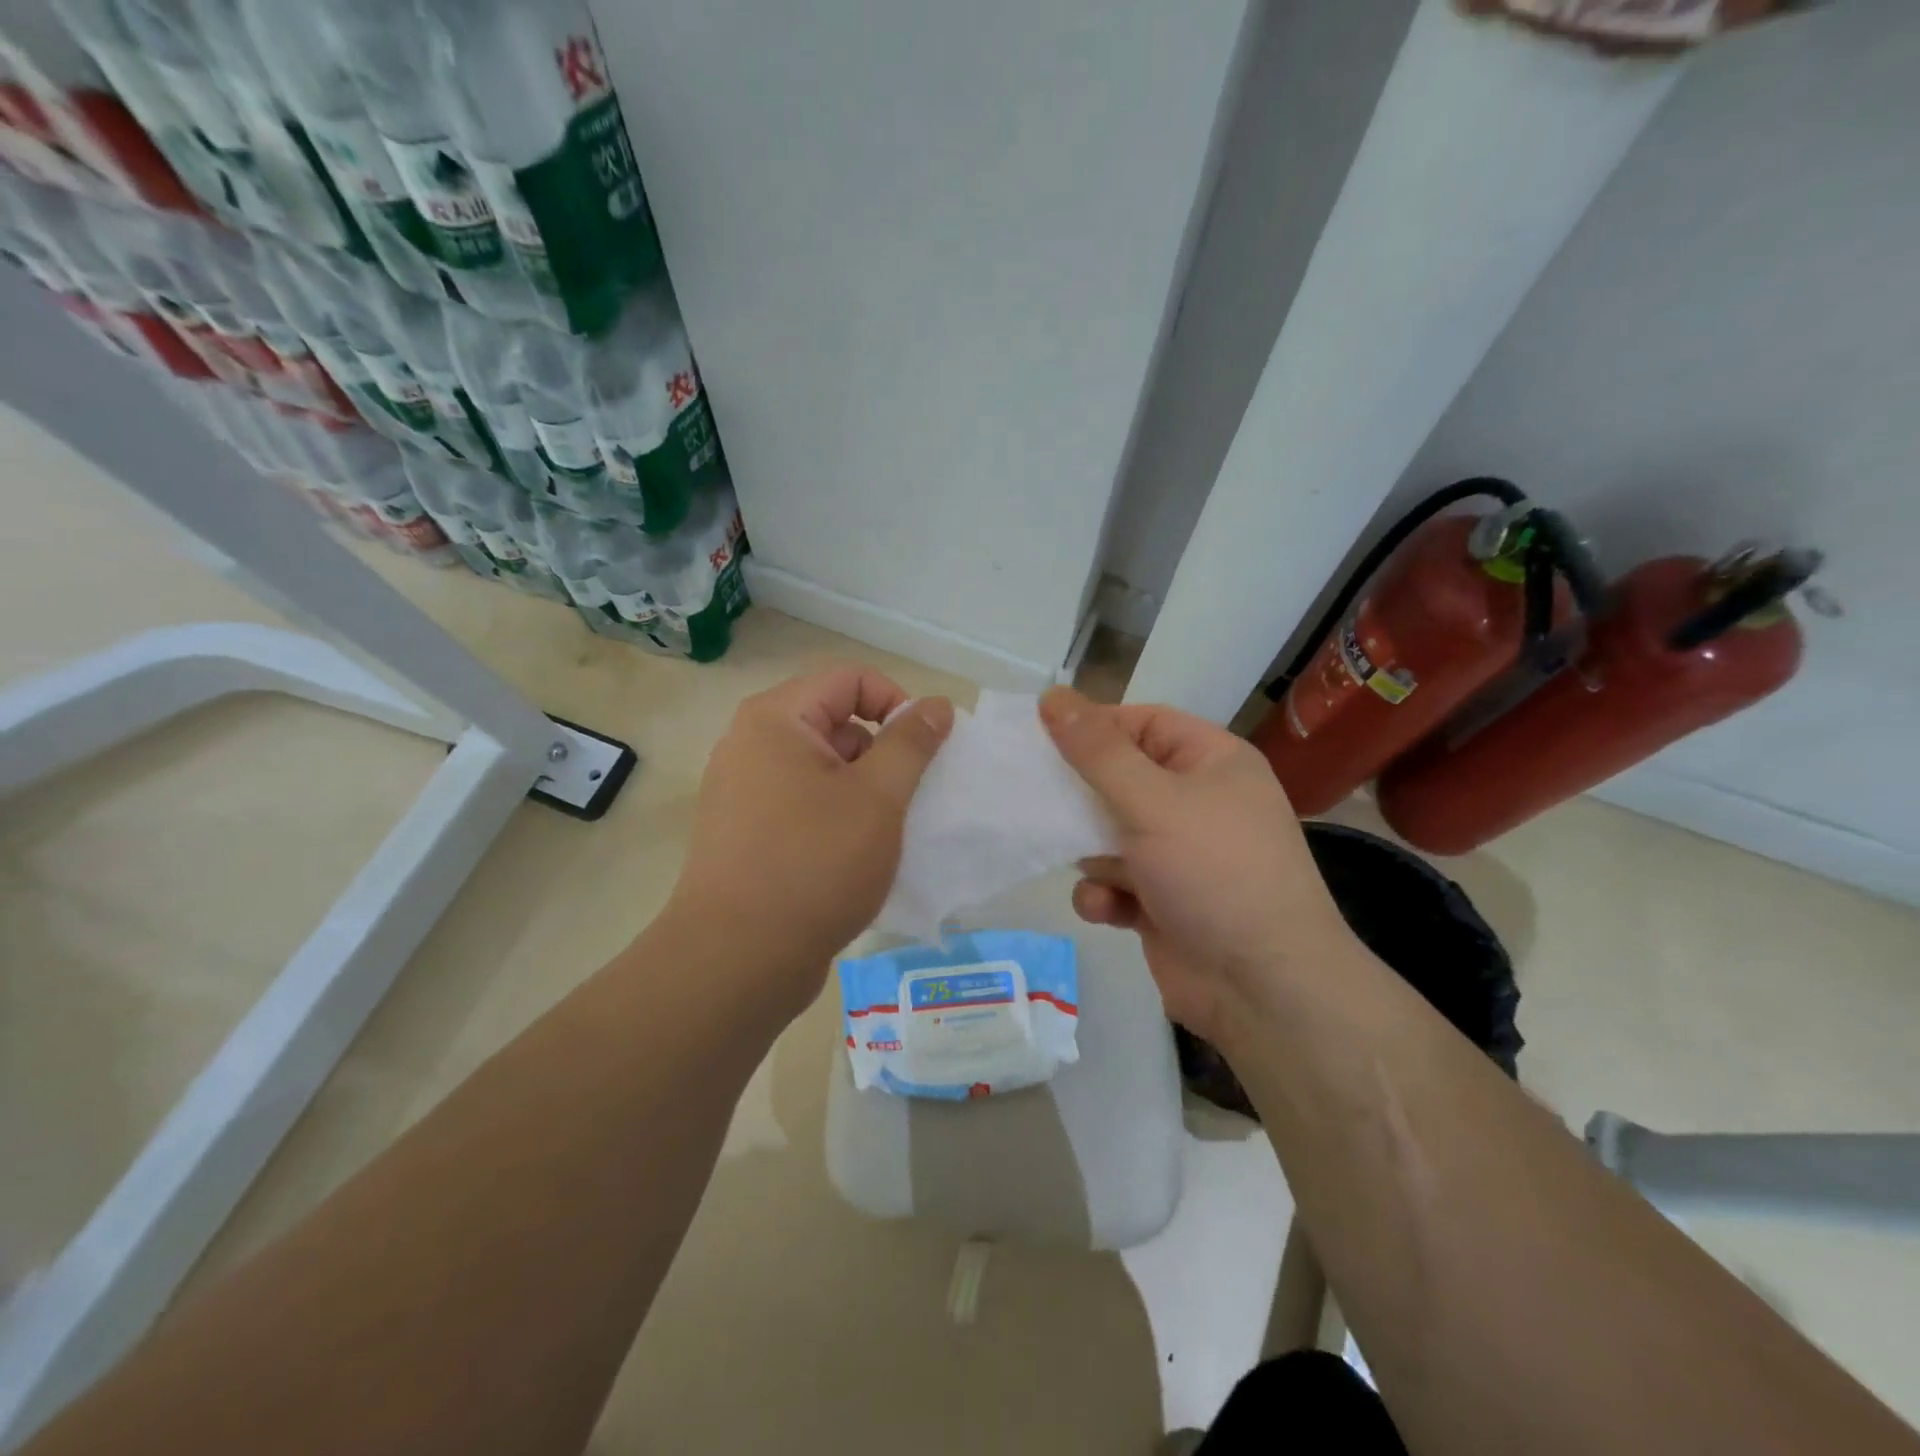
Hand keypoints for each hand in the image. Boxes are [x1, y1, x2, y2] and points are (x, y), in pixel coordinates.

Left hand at [667, 665, 953, 1015]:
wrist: (737, 961)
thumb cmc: (814, 865)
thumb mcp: (878, 798)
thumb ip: (912, 743)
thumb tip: (936, 704)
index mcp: (775, 719)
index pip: (850, 678)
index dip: (897, 702)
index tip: (924, 750)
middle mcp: (750, 744)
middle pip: (834, 721)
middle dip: (880, 752)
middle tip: (905, 799)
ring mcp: (742, 790)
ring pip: (821, 767)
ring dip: (861, 789)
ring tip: (882, 833)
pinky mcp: (744, 831)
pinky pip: (801, 802)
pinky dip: (835, 815)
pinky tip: (853, 856)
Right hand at [1038, 686, 1351, 1041]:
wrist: (1264, 989)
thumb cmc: (1214, 872)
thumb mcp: (1152, 801)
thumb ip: (1097, 752)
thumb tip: (1053, 697)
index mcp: (1212, 763)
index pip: (1144, 723)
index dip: (1095, 727)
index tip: (1043, 738)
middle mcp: (1198, 803)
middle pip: (1121, 779)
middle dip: (1081, 794)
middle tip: (1037, 797)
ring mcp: (1180, 856)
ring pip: (1110, 833)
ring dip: (1089, 850)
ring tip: (1089, 864)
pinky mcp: (1162, 903)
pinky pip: (1117, 882)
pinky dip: (1104, 893)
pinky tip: (1107, 908)